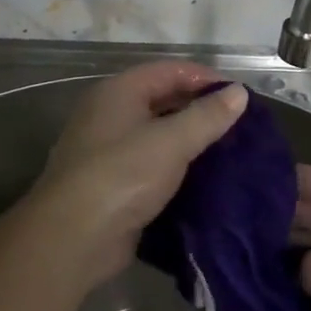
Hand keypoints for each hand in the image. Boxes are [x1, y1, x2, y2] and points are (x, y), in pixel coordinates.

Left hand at [28, 62, 248, 288]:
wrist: (72, 239)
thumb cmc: (122, 176)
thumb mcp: (171, 142)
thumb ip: (206, 116)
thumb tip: (239, 92)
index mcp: (119, 91)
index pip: (169, 70)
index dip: (205, 78)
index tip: (239, 95)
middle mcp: (109, 113)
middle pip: (161, 99)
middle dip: (198, 108)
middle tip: (237, 124)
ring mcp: (107, 150)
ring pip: (156, 134)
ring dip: (188, 139)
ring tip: (226, 150)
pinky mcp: (111, 184)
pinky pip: (149, 164)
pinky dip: (174, 166)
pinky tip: (201, 178)